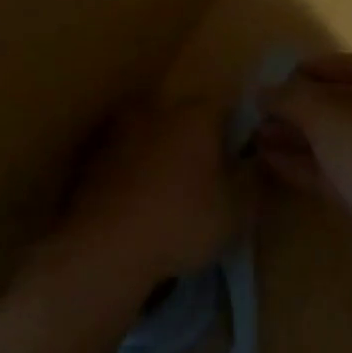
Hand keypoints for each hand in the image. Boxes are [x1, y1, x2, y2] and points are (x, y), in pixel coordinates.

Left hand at [54, 99, 255, 294]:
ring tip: (169, 194)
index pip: (226, 105)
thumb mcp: (238, 211)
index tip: (242, 156)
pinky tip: (138, 206)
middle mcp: (157, 111)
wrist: (105, 247)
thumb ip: (254, 180)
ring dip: (161, 155)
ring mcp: (119, 132)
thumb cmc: (182, 221)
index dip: (237, 129)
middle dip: (197, 140)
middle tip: (206, 177)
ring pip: (151, 136)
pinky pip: (124, 160)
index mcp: (196, 114)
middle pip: (185, 117)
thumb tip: (258, 162)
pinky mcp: (92, 159)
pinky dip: (133, 175)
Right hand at [256, 53, 351, 272]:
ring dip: (287, 134)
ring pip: (319, 138)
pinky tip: (264, 159)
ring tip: (250, 134)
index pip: (340, 65)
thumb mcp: (324, 111)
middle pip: (326, 103)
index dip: (309, 68)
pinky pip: (318, 169)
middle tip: (254, 110)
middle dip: (291, 105)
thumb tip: (261, 91)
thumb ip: (289, 97)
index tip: (275, 77)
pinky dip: (293, 162)